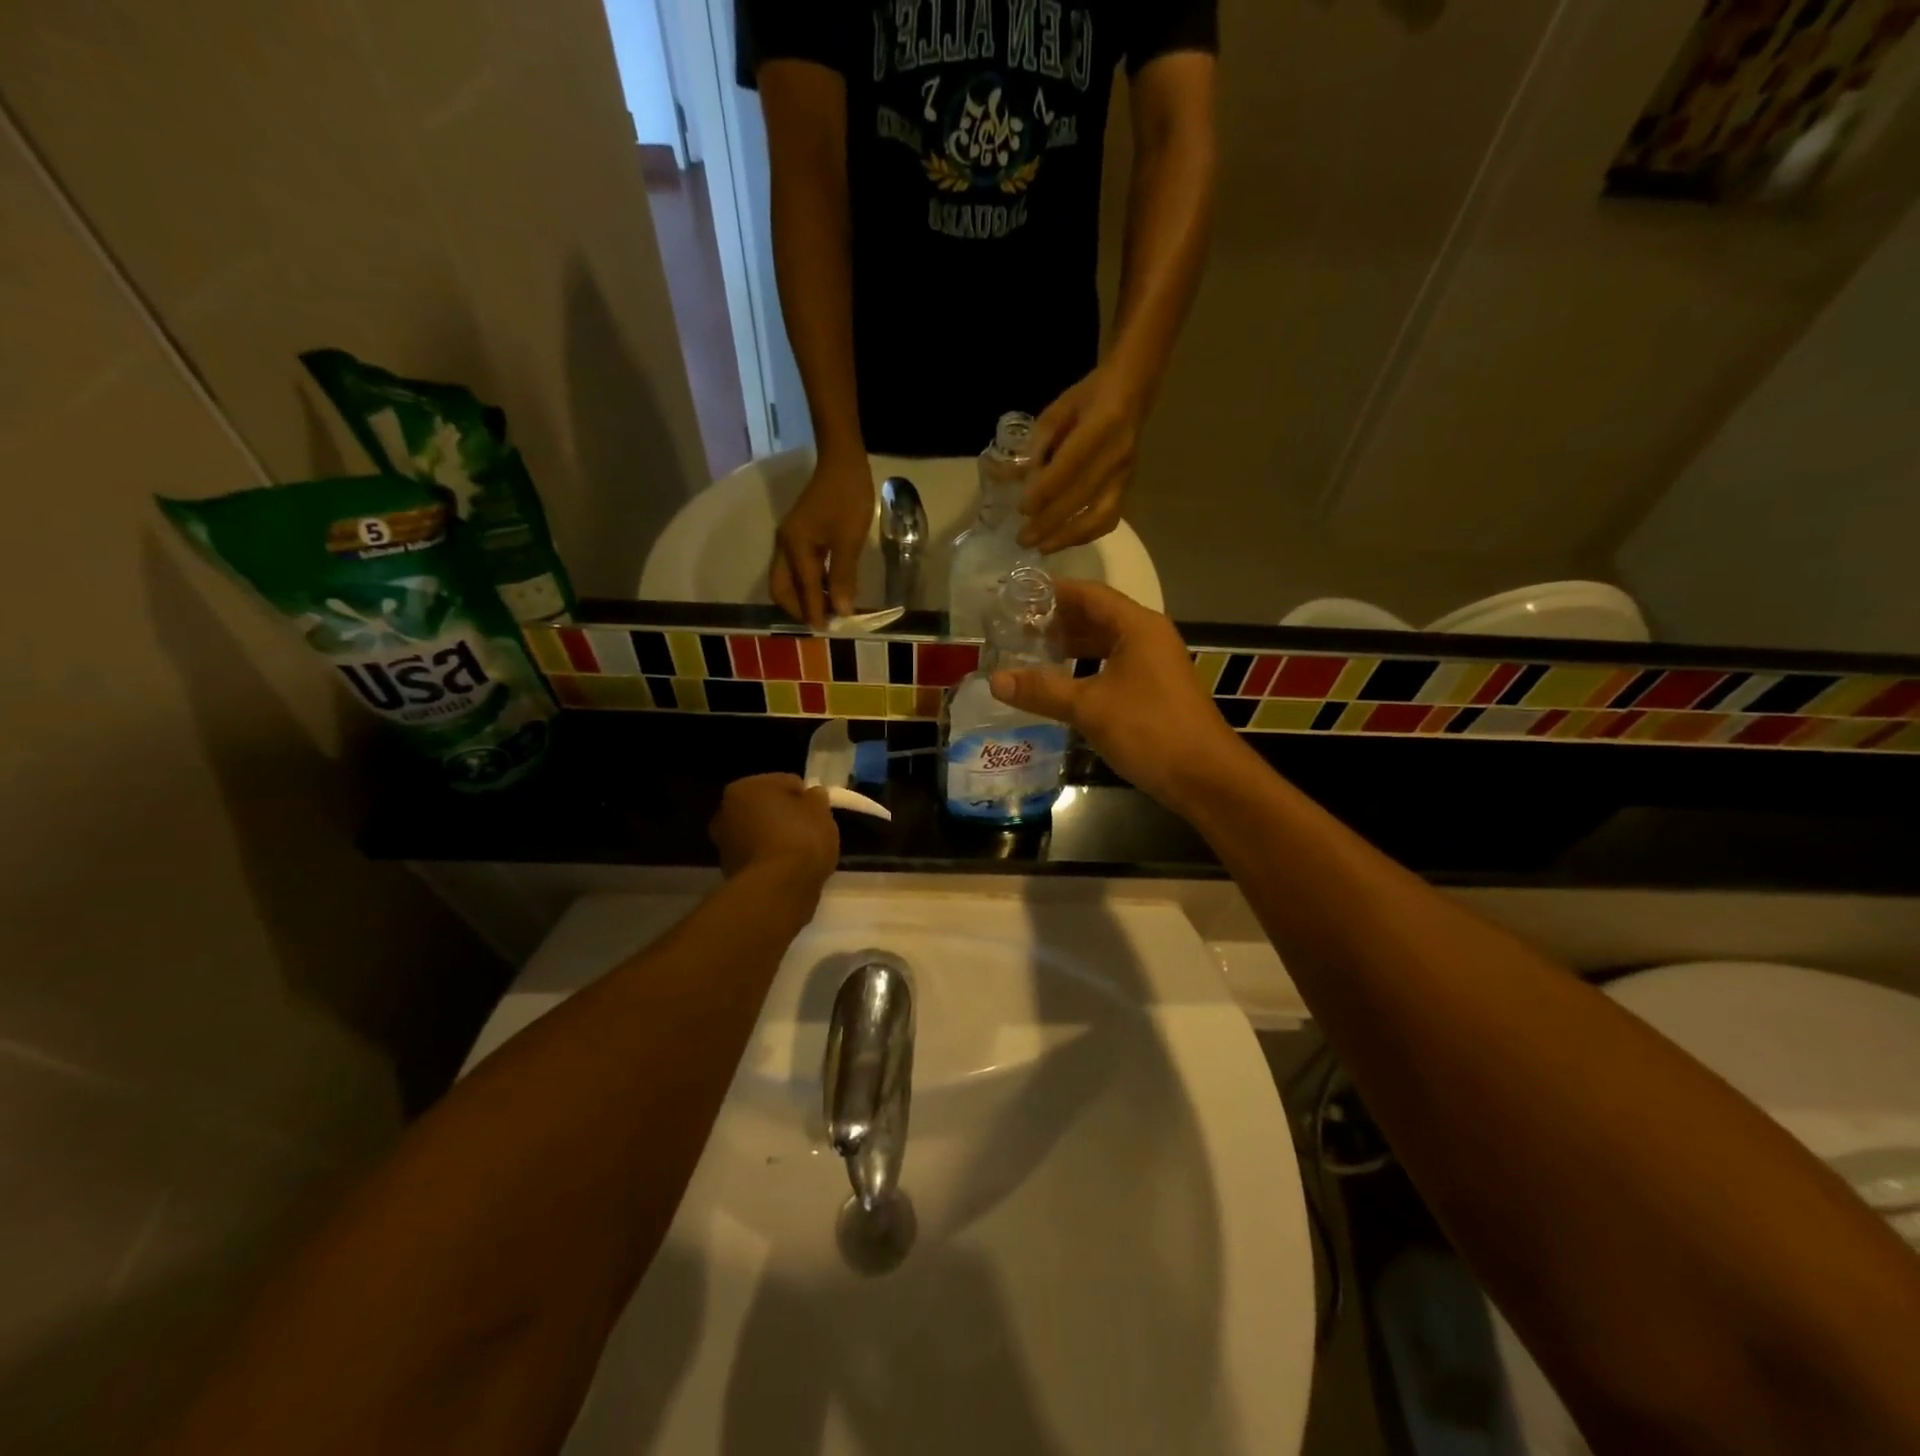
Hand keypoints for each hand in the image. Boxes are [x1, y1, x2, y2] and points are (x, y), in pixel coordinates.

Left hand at [709, 774, 839, 891]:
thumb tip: (812, 795)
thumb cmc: (800, 838)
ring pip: (759, 833)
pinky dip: (771, 860)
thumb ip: (816, 798)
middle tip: (809, 829)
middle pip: (765, 808)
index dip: (804, 795)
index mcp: (745, 788)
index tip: (818, 810)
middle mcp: (725, 812)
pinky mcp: (730, 872)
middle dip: (784, 816)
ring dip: (775, 838)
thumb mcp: (820, 811)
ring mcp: (724, 844)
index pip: (784, 782)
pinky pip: (758, 857)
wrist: (779, 888)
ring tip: (801, 853)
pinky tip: (789, 869)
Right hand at [771, 457, 873, 627]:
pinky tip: (829, 590)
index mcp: (794, 547)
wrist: (843, 461)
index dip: (814, 612)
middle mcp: (785, 546)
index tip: (826, 631)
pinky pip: (798, 569)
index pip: (802, 590)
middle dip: (798, 608)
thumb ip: (843, 577)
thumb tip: (840, 611)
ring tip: (828, 611)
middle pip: (782, 588)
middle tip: (823, 622)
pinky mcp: (800, 536)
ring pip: (789, 579)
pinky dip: (810, 584)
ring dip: (804, 597)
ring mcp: (790, 540)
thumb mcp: (849, 540)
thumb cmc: (847, 498)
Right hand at [988, 580, 1249, 812]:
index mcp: (1137, 626)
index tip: (1016, 597)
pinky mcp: (1153, 689)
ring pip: (1104, 643)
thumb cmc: (1149, 730)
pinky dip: (1084, 668)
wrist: (1204, 776)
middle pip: (1096, 616)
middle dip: (1056, 621)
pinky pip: (1112, 666)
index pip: (1088, 594)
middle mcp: (1147, 636)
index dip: (1051, 593)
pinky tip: (1059, 683)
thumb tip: (995, 680)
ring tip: (1029, 653)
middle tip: (1014, 628)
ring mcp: (1153, 664)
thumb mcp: (1089, 708)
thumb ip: (1042, 690)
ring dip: (1070, 646)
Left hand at [1020, 366, 1145, 553]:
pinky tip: (1065, 541)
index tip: (1022, 509)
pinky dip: (1087, 535)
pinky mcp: (1128, 487)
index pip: (1069, 467)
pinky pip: (1110, 518)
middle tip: (1023, 539)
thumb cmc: (1087, 398)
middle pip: (1081, 497)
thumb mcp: (1057, 411)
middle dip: (1049, 522)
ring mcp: (1125, 474)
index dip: (1045, 491)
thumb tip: (1014, 479)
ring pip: (1100, 516)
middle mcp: (1117, 454)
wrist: (1130, 392)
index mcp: (1100, 425)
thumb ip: (1037, 445)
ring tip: (1042, 548)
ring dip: (1069, 537)